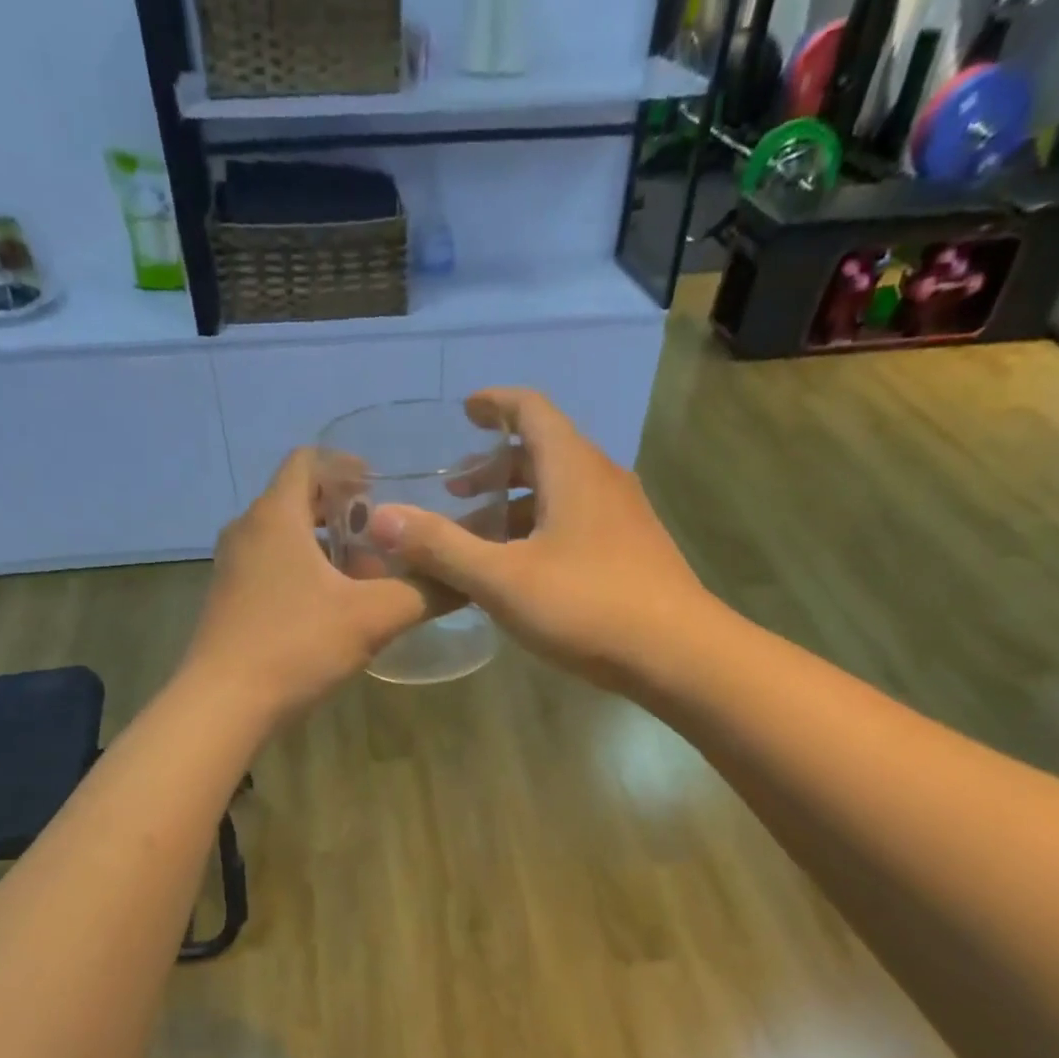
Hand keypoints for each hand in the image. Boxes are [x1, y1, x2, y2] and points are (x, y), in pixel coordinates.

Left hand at [181, 448, 434, 726]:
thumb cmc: (297, 645)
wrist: (224, 705)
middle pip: (299, 499)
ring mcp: (233, 567)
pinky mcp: (230, 600)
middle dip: (345, 512)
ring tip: (367, 575)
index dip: (347, 465)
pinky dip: (305, 572)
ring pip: (286, 537)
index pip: (308, 460)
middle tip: (385, 535)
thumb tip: (467, 579)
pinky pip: (273, 567)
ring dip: (327, 547)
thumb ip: (424, 592)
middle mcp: (248, 530)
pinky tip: (334, 608)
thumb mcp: (373, 617)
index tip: (383, 487)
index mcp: (276, 515)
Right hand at [367, 388, 709, 689]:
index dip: (494, 404)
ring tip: (478, 533)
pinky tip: (520, 568)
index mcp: (572, 469)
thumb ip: (441, 547)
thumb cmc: (587, 606)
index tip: (464, 411)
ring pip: (559, 491)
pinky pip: (575, 520)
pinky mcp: (631, 550)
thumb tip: (380, 518)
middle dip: (494, 465)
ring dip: (515, 502)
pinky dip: (539, 528)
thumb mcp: (502, 579)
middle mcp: (601, 480)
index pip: (531, 409)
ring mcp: (622, 516)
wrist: (678, 654)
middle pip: (543, 451)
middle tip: (455, 490)